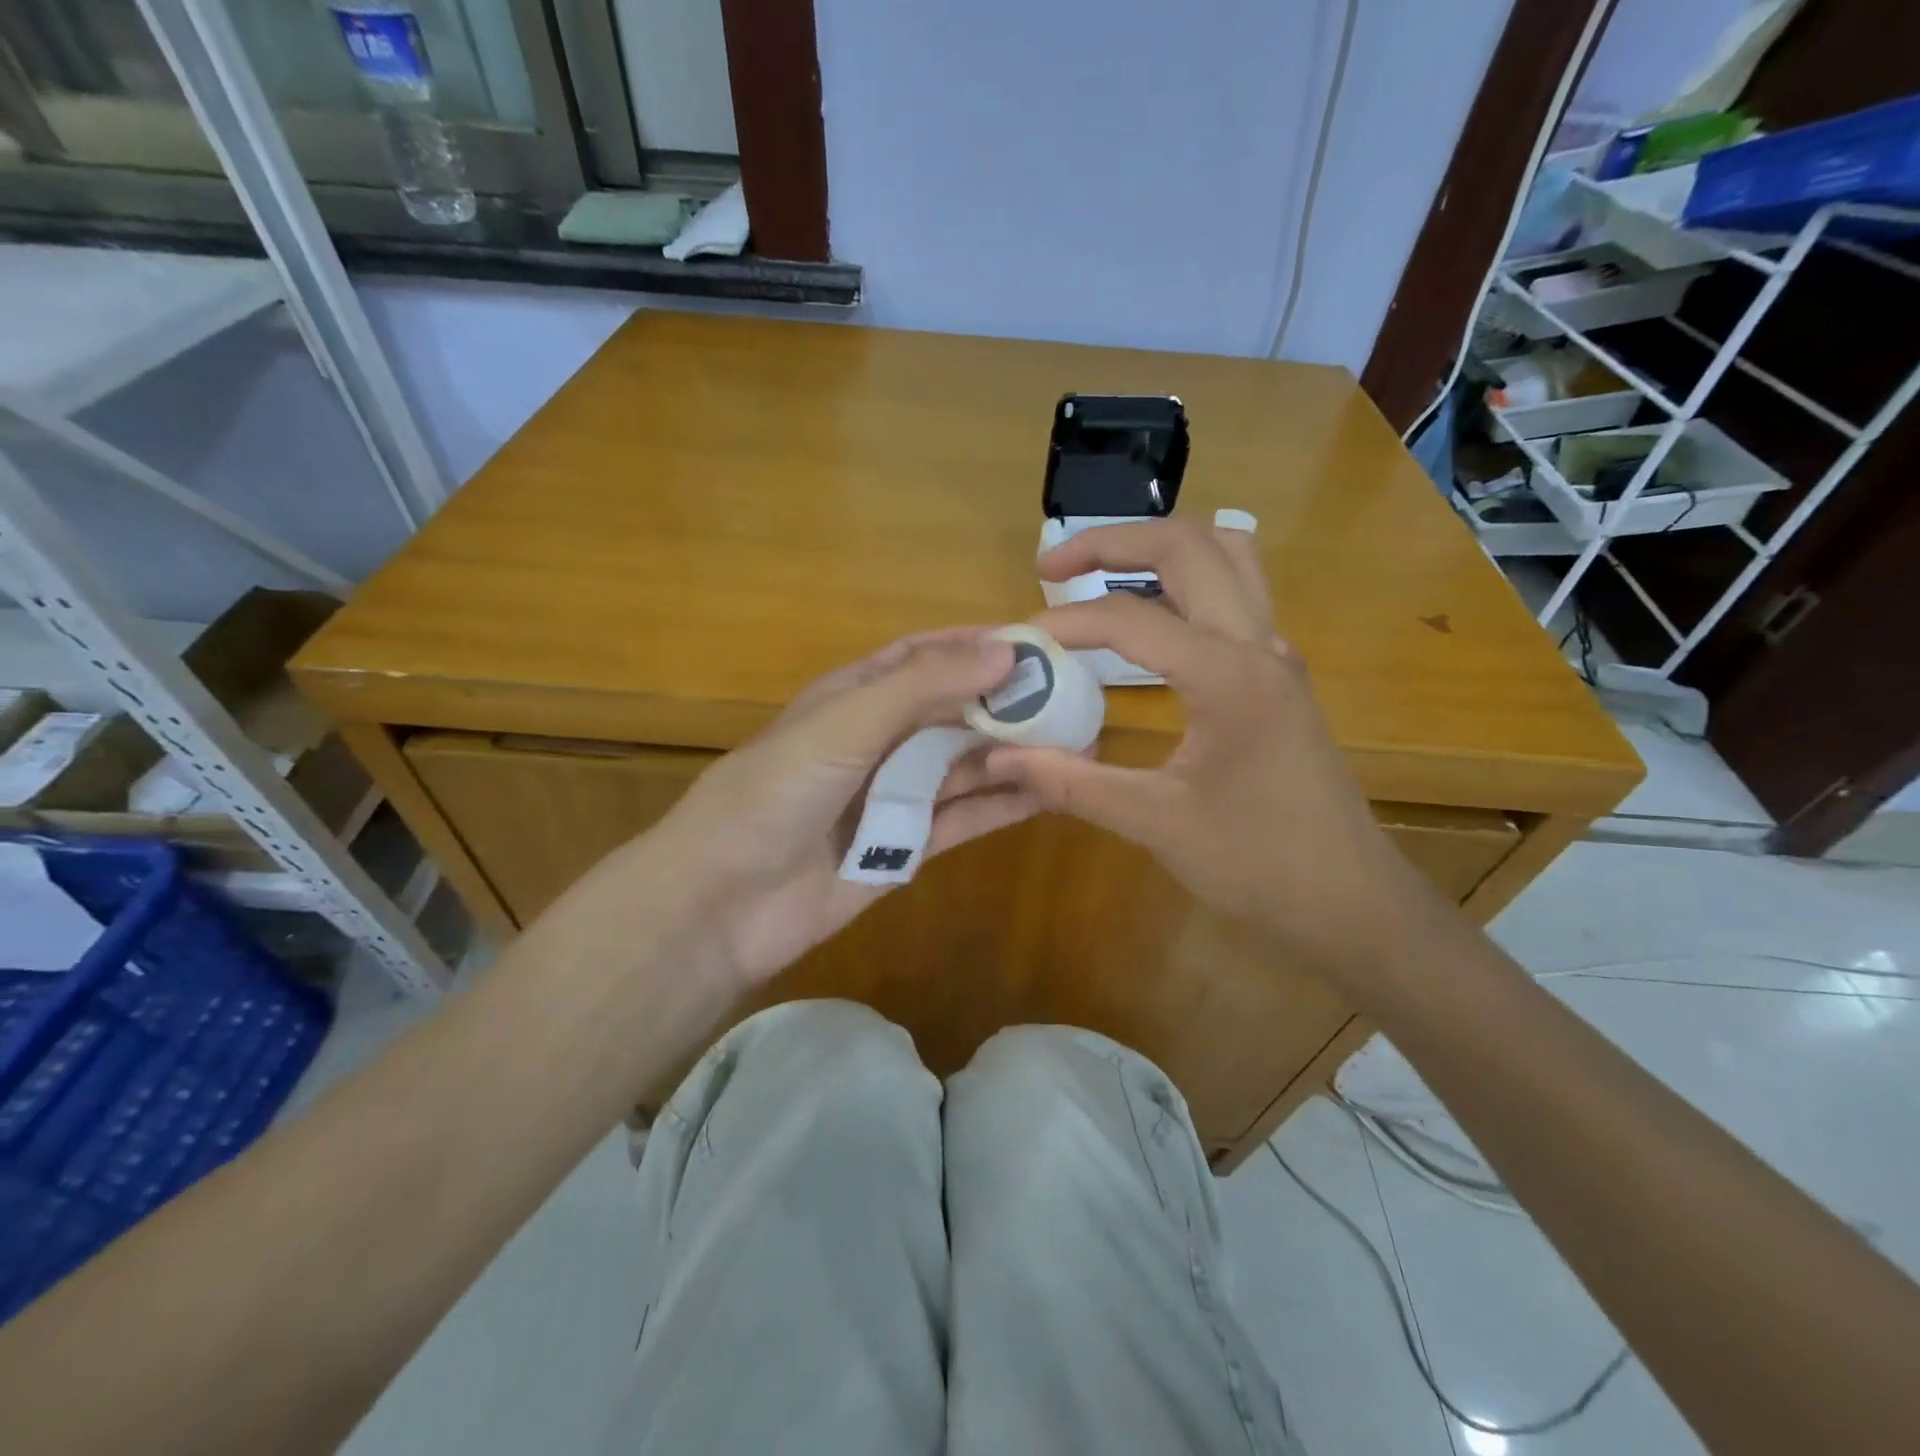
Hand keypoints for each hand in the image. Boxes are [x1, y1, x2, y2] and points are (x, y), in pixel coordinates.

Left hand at [639, 629, 1039, 985]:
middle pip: (954, 711)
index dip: (977, 645)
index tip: (1039, 642)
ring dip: (1015, 752)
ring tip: (1080, 742)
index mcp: (854, 697)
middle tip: (1077, 697)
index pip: (924, 656)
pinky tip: (1049, 792)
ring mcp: (893, 796)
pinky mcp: (906, 848)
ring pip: (965, 765)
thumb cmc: (775, 794)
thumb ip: (922, 686)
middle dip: (1009, 702)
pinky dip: (1002, 804)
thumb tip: (1005, 651)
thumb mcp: (845, 724)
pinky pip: (963, 817)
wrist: (723, 903)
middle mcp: (878, 740)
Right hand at [986, 519, 1430, 984]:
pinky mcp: (1278, 673)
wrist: (1349, 900)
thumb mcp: (1155, 822)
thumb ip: (1071, 783)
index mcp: (1230, 676)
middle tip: (1051, 567)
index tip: (1018, 644)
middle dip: (1113, 541)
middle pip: (1188, 546)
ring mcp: (1276, 654)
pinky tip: (1148, 621)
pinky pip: (1235, 593)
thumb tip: (999, 756)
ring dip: (1159, 550)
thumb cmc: (1257, 863)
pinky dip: (1185, 582)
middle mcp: (1259, 644)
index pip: (1131, 619)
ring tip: (1101, 574)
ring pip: (1226, 555)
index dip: (1065, 623)